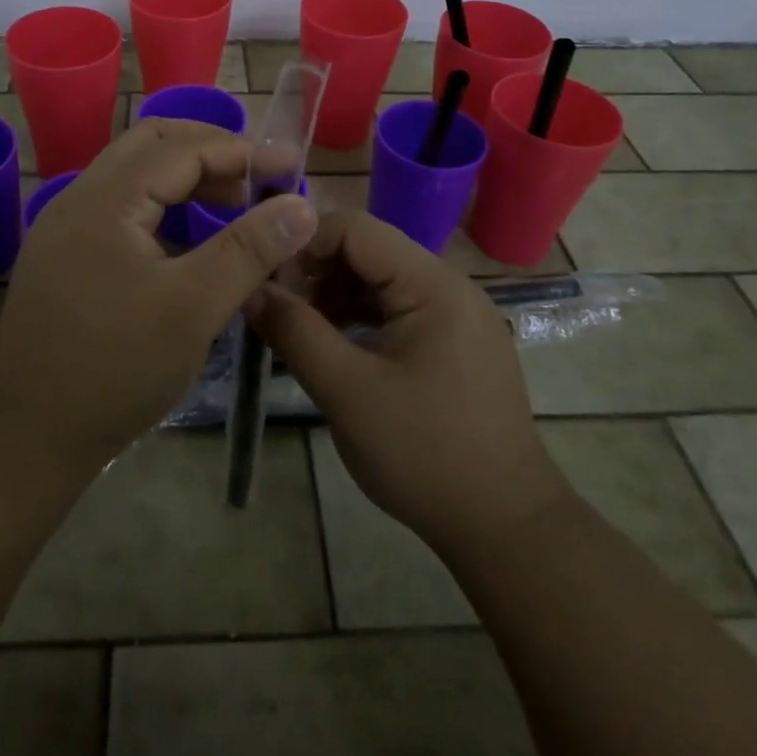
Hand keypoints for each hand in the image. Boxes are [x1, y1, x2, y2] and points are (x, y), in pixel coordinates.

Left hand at [0, 119, 319, 469]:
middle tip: (256, 182)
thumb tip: (302, 206)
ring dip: (185, 179)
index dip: (242, 152)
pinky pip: (121, 209)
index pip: (183, 148)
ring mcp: (66, 228)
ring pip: (134, 177)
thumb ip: (249, 249)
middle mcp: (79, 199)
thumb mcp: (193, 308)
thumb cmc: (114, 369)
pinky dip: (162, 208)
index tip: (291, 168)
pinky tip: (188, 243)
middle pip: (152, 146)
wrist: (25, 438)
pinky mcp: (64, 257)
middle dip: (210, 152)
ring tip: (231, 207)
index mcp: (105, 200)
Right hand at [250, 211, 569, 558]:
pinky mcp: (454, 344)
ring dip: (334, 296)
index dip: (304, 244)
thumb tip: (252, 290)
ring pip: (380, 281)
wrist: (504, 527)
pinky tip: (334, 347)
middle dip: (316, 272)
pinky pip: (396, 309)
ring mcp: (455, 316)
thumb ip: (295, 332)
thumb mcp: (347, 391)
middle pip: (367, 251)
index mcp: (432, 285)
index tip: (267, 281)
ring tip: (298, 332)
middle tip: (276, 310)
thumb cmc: (424, 454)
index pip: (355, 229)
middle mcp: (448, 287)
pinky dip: (359, 318)